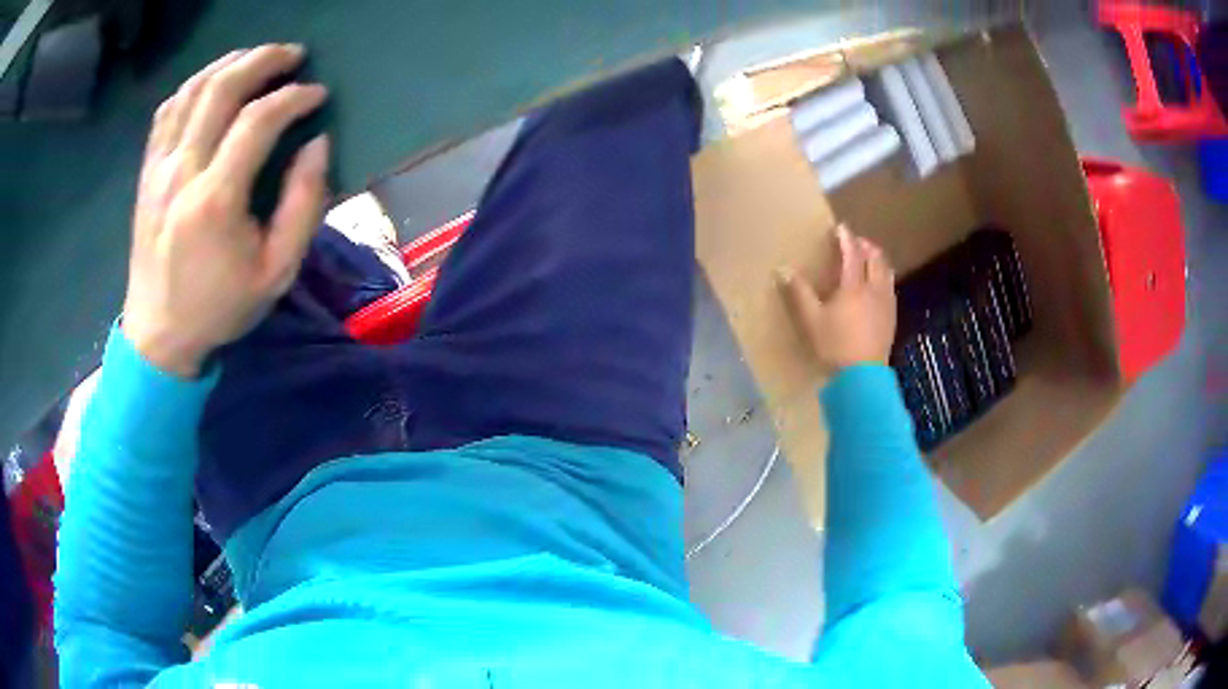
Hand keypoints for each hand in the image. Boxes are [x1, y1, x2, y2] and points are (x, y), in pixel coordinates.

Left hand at [122, 44, 329, 377]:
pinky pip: (168, 111)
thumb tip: (317, 144)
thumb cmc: (219, 308)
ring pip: (192, 90)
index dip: (294, 97)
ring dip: (228, 64)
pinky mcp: (147, 173)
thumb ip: (303, 205)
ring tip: (256, 58)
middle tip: (293, 54)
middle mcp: (182, 172)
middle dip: (263, 60)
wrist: (158, 337)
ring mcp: (158, 169)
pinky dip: (193, 86)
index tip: (317, 95)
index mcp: (215, 200)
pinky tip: (212, 83)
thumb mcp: (276, 272)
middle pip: (221, 89)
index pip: (258, 121)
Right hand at [779, 225, 896, 375]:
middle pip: (876, 258)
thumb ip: (799, 292)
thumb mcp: (811, 320)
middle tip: (855, 243)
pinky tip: (876, 287)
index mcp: (854, 286)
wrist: (863, 377)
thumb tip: (783, 269)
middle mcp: (874, 289)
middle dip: (865, 246)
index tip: (840, 228)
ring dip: (877, 260)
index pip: (852, 253)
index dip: (846, 238)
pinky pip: (890, 287)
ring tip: (868, 260)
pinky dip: (883, 277)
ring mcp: (886, 303)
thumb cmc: (835, 346)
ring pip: (886, 271)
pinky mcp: (892, 318)